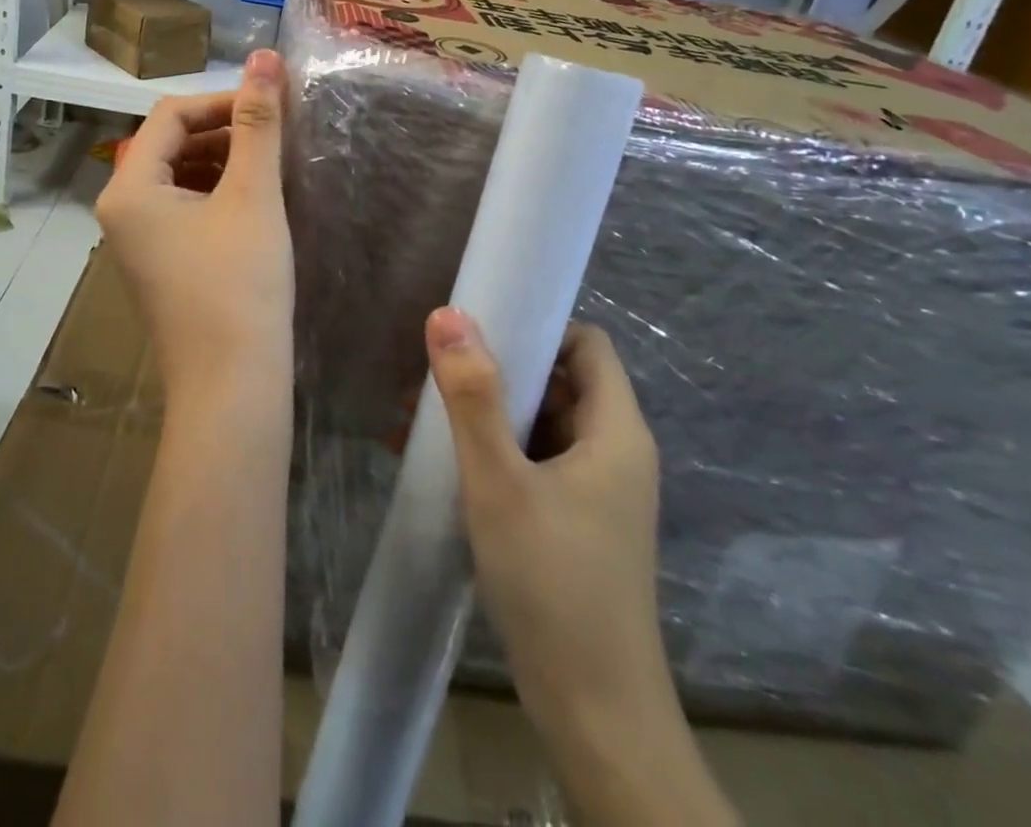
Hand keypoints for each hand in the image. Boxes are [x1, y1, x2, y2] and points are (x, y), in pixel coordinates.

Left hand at [96, 50, 293, 419]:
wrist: (232, 387)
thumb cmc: (240, 286)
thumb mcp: (252, 195)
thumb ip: (258, 122)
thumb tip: (265, 56)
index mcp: (129, 189)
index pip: (171, 115)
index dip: (223, 101)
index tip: (273, 106)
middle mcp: (121, 210)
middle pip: (171, 144)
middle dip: (224, 131)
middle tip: (277, 135)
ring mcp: (137, 240)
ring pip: (180, 176)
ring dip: (224, 161)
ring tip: (272, 165)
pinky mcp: (160, 263)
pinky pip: (184, 208)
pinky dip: (218, 193)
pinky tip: (256, 201)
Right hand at [425, 310, 664, 722]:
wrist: (595, 717)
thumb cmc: (552, 583)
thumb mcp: (499, 481)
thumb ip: (472, 395)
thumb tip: (447, 314)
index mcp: (615, 430)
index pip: (586, 344)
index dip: (538, 326)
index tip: (480, 331)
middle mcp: (613, 452)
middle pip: (558, 382)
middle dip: (495, 372)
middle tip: (432, 376)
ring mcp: (595, 492)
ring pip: (539, 424)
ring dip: (483, 415)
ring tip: (415, 419)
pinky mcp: (575, 523)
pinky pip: (532, 464)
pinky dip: (489, 453)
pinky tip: (432, 463)